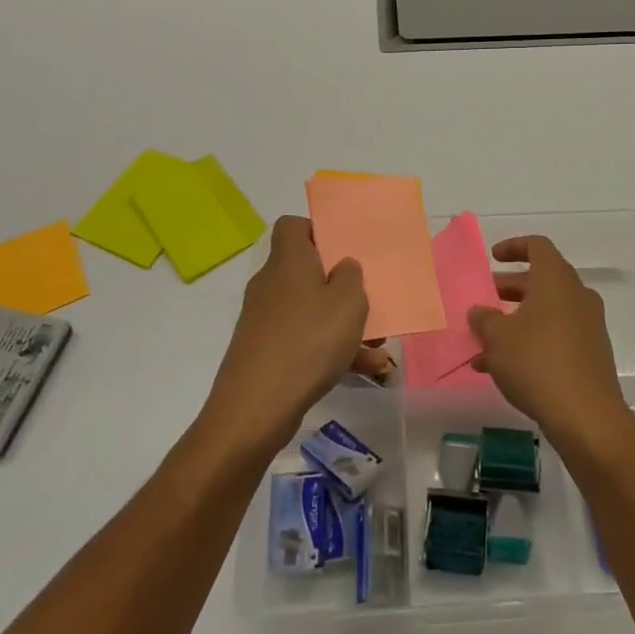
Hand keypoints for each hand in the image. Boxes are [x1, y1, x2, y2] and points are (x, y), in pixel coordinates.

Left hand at [199, 216, 372, 455]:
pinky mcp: (265, 351)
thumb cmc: (308, 341)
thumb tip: (342, 267)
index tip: (344, 249)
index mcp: (288, 261)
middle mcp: (272, 283)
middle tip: (367, 298)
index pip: (293, 226)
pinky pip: (304, 339)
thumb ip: (351, 276)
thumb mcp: (348, 303)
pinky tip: (363, 370)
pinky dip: (330, 350)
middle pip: (306, 270)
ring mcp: (265, 319)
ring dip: (343, 323)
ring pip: (311, 309)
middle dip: (340, 285)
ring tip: (379, 344)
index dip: (318, 230)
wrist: (255, 408)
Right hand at [468, 236, 634, 452]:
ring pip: (547, 311)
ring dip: (517, 321)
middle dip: (510, 289)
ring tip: (485, 344)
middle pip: (542, 280)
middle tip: (486, 301)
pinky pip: (557, 336)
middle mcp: (577, 295)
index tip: (493, 258)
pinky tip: (505, 370)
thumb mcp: (497, 338)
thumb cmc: (537, 363)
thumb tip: (480, 311)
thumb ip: (484, 319)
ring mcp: (589, 325)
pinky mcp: (592, 354)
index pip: (537, 246)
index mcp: (556, 280)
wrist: (587, 417)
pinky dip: (532, 341)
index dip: (513, 247)